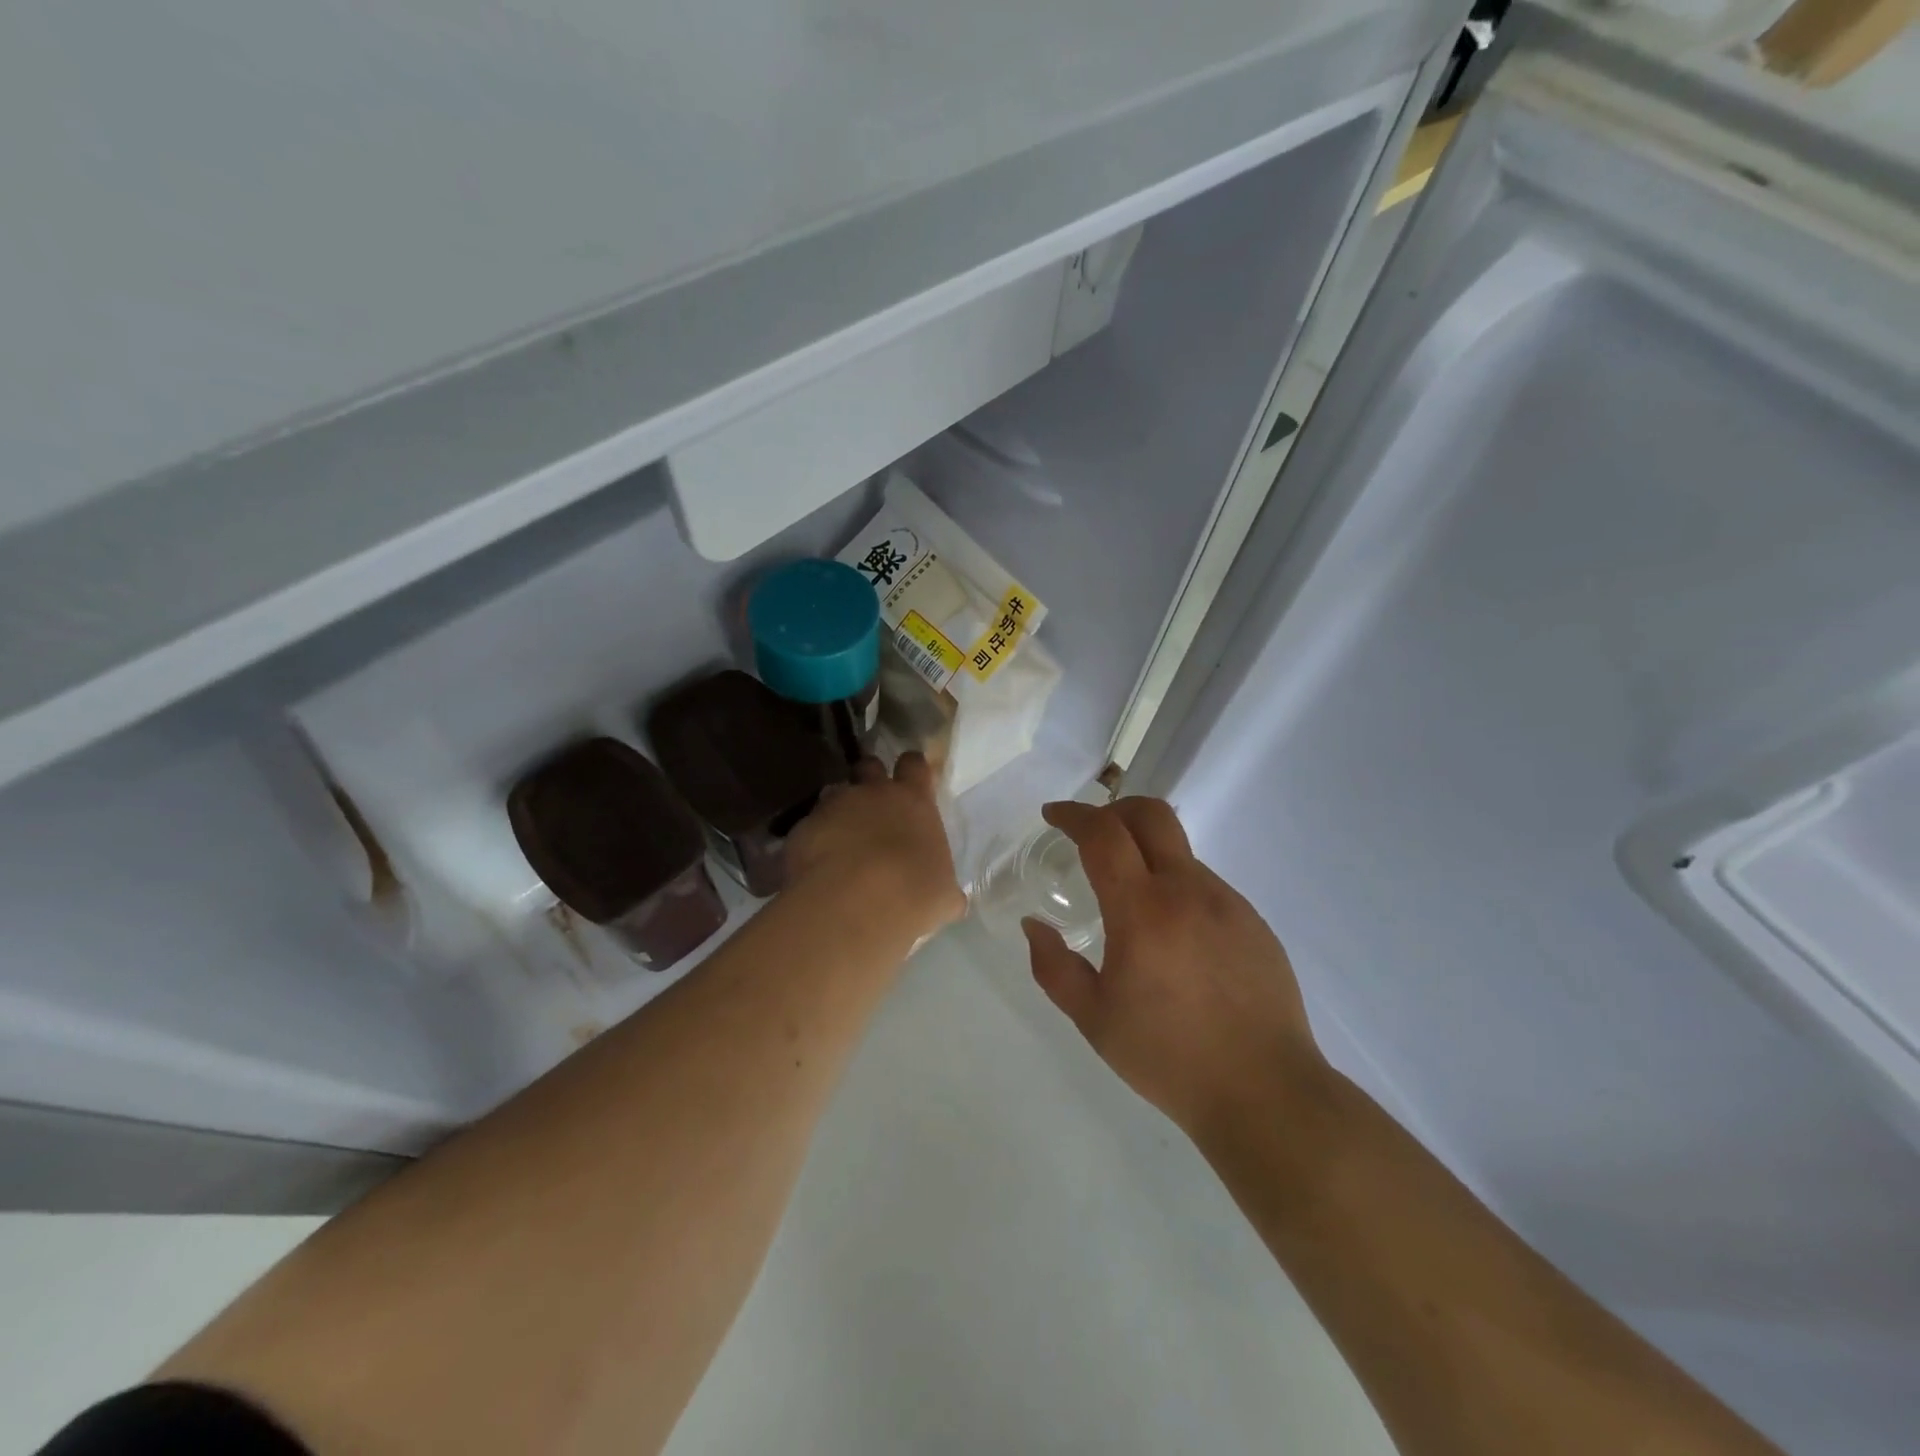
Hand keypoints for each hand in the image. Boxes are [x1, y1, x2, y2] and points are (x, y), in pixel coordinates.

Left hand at [784, 753, 964, 939]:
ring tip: (841, 838)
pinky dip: (814, 840)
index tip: (911, 779)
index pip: (914, 765)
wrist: (853, 905)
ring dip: (839, 809)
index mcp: (914, 801)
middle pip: (869, 765)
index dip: (912, 769)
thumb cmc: (912, 894)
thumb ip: (944, 887)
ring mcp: (833, 807)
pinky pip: (809, 826)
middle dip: (869, 778)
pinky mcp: (802, 828)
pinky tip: (817, 866)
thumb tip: (950, 899)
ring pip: (834, 793)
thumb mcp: (942, 896)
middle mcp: (873, 793)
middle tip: (872, 803)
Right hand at [1023, 798, 1325, 1139]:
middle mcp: (1188, 891)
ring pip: (1179, 852)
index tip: (1052, 817)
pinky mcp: (1254, 922)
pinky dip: (1176, 888)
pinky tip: (1173, 937)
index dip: (1073, 815)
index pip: (1104, 834)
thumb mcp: (1094, 1019)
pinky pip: (1205, 885)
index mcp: (1143, 911)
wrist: (1266, 1093)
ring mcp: (1228, 903)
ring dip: (1146, 855)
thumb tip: (1034, 927)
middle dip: (1113, 810)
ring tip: (1131, 902)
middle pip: (1151, 814)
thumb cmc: (1169, 1058)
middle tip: (1090, 834)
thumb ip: (1053, 967)